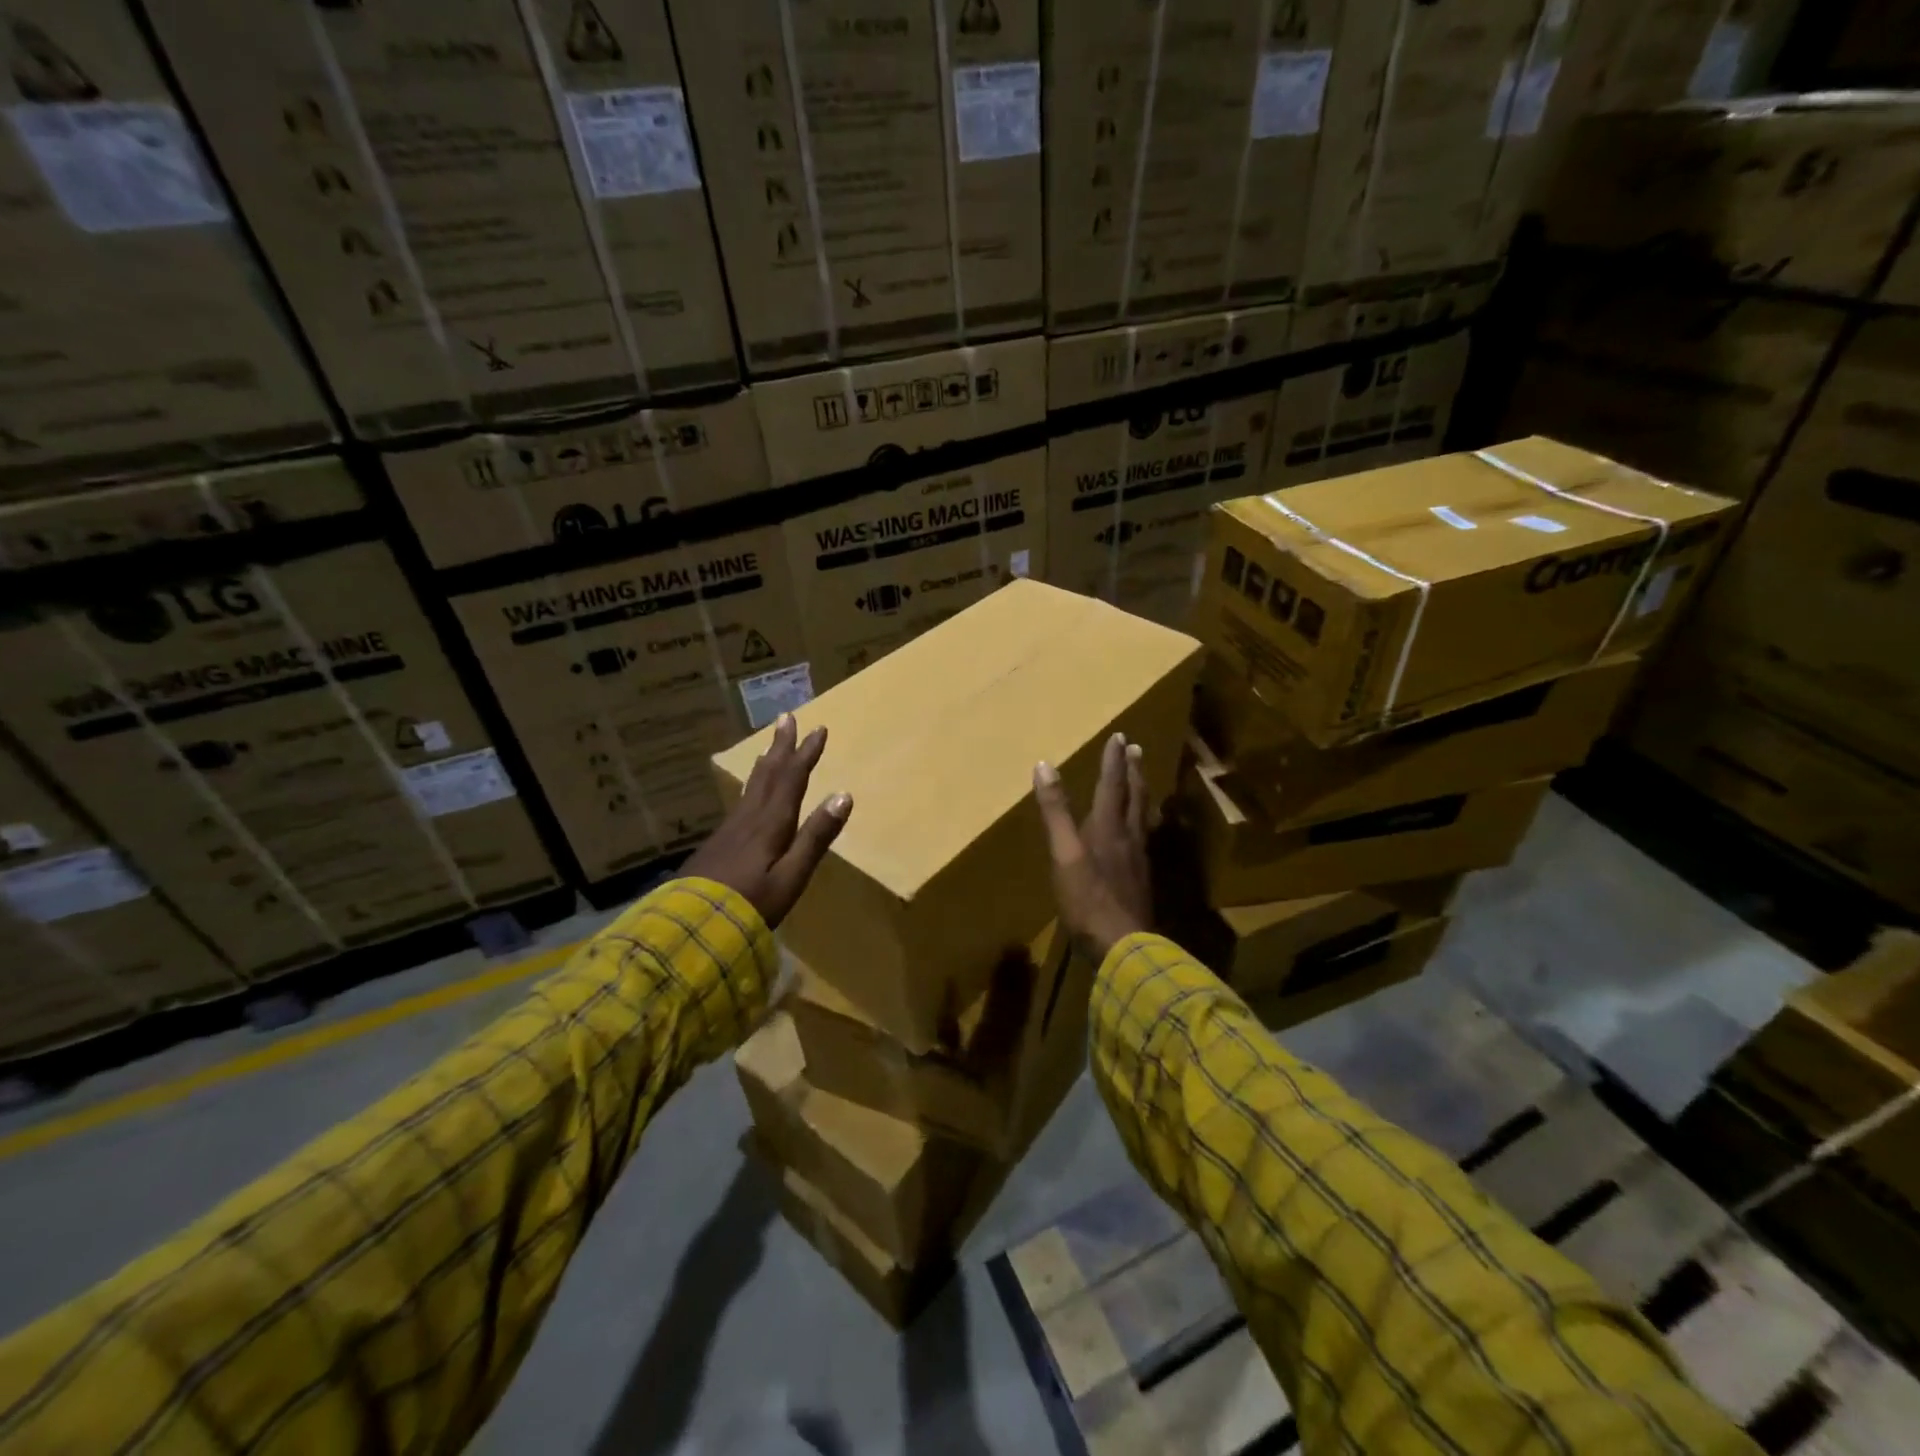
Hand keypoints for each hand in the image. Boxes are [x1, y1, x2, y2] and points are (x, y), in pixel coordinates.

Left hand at [683, 714, 851, 927]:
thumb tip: (844, 795)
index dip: (806, 754)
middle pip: (769, 774)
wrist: (691, 926)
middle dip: (781, 746)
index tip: (818, 730)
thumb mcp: (792, 876)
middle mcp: (750, 818)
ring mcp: (731, 829)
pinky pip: (741, 800)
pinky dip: (751, 785)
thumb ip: (816, 837)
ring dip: (766, 762)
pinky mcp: (718, 842)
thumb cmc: (751, 905)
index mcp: (772, 824)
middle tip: (787, 718)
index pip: (792, 780)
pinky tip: (750, 791)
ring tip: (769, 746)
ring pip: (752, 785)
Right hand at [1033, 732, 1153, 964]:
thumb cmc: (1088, 898)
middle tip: (1137, 749)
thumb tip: (1044, 765)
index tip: (1120, 735)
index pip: (1112, 785)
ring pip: (1142, 818)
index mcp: (1108, 827)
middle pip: (1134, 797)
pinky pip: (1143, 840)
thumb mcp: (1064, 853)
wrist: (1124, 946)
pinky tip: (1138, 834)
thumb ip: (1055, 811)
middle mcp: (1128, 837)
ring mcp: (1138, 861)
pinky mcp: (1140, 881)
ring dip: (1140, 794)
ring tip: (1142, 783)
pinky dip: (1140, 824)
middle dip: (1133, 771)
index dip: (1114, 760)